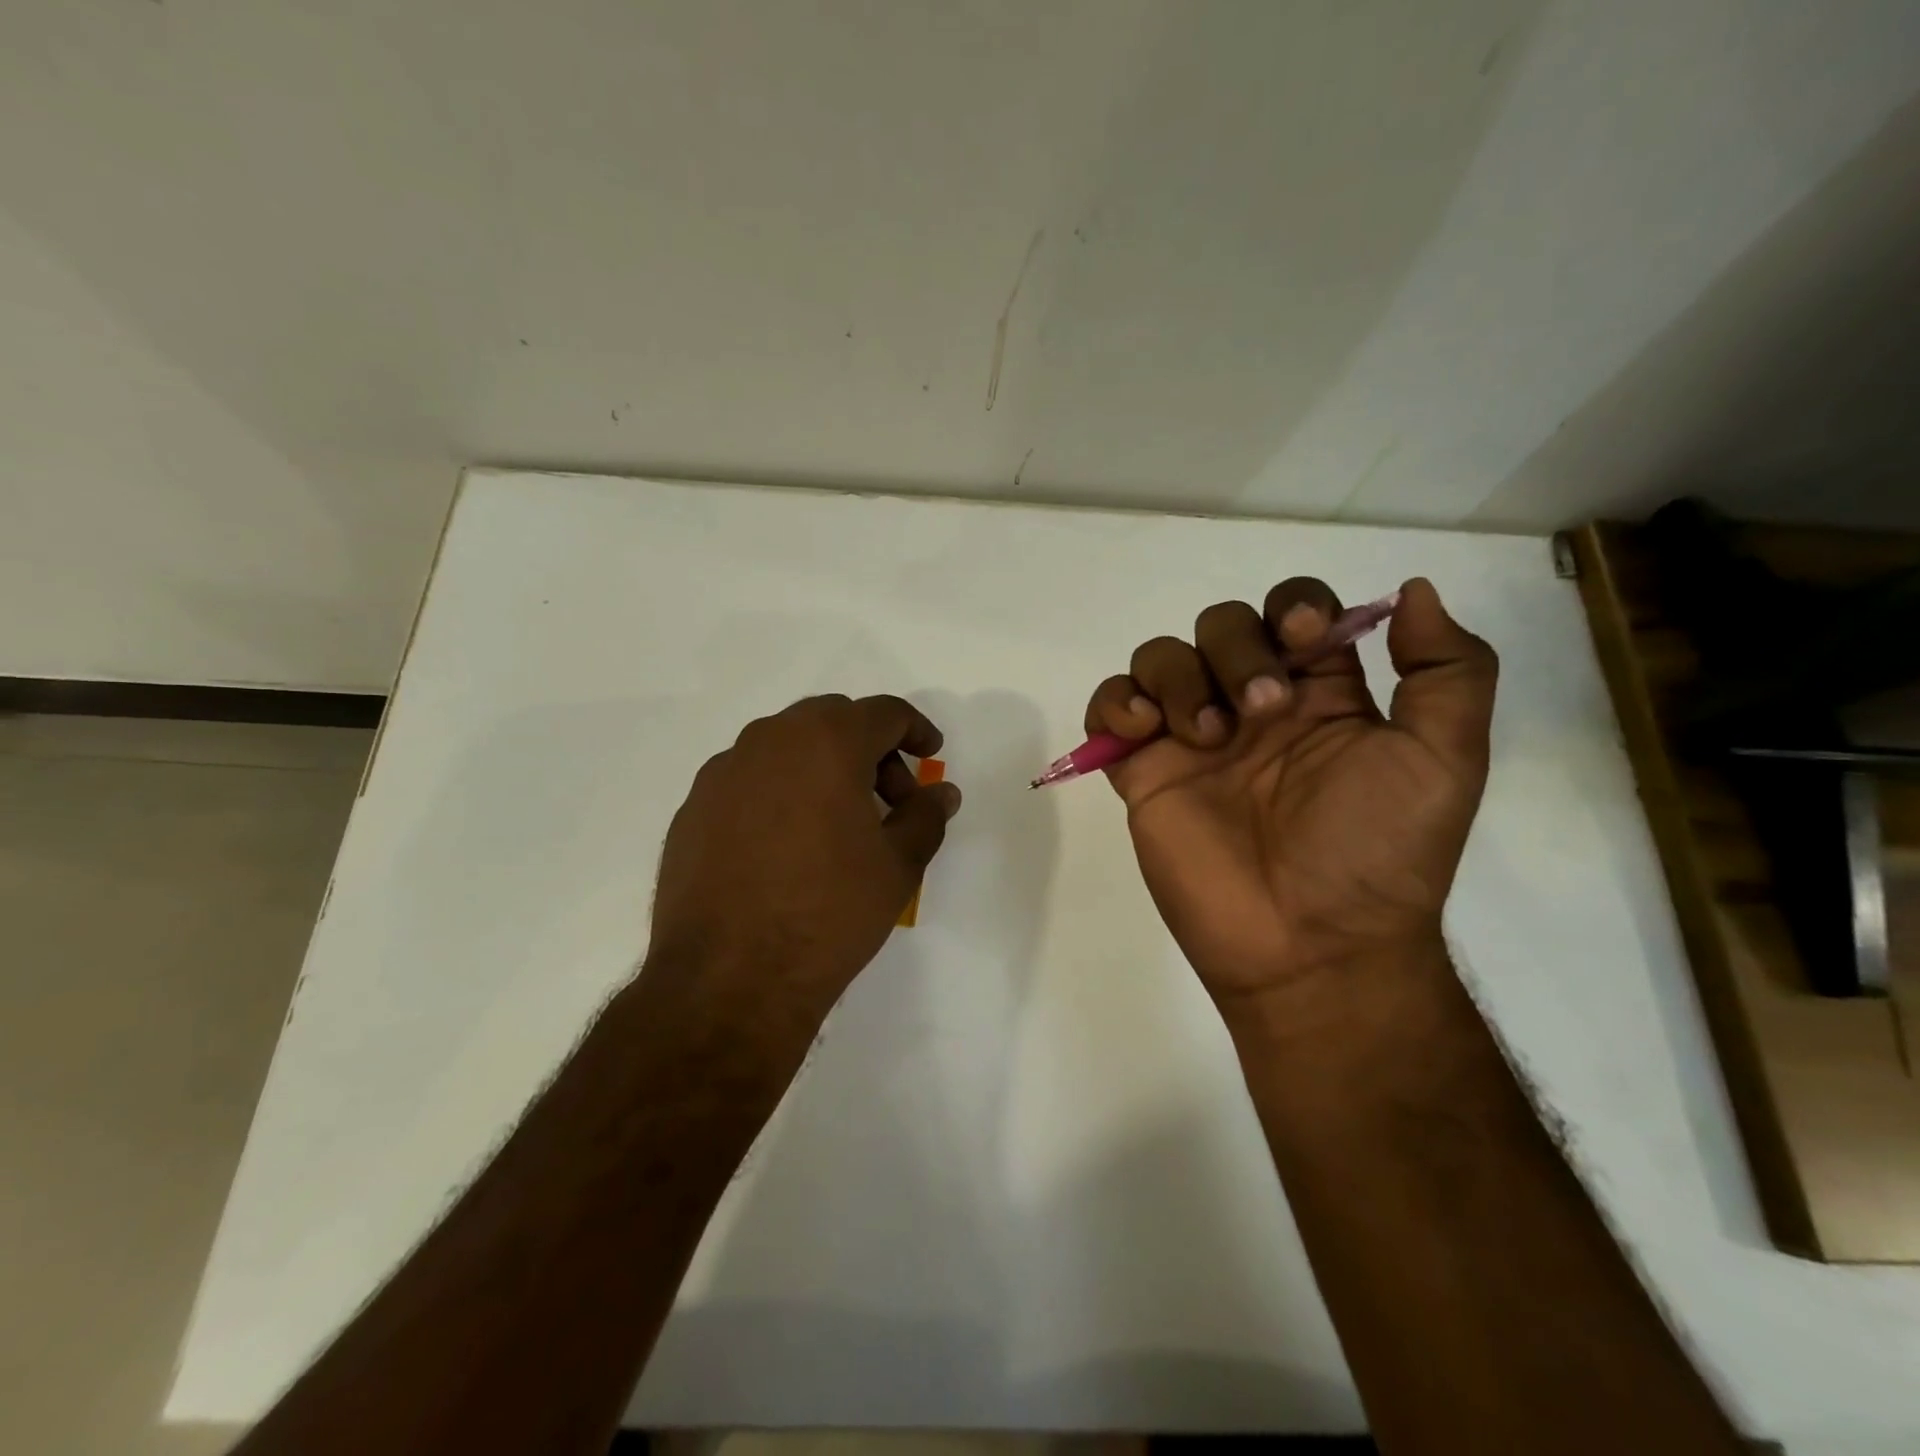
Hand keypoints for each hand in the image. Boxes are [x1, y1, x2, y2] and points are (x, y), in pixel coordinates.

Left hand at [646, 694, 960, 1021]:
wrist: (729, 979)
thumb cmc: (830, 913)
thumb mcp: (898, 866)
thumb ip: (925, 816)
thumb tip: (941, 792)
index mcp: (826, 742)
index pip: (883, 712)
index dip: (916, 729)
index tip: (931, 753)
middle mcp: (768, 741)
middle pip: (831, 720)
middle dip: (869, 748)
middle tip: (890, 798)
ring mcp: (722, 773)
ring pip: (785, 746)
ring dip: (822, 766)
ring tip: (837, 823)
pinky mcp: (692, 808)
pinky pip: (748, 780)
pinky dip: (779, 792)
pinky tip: (786, 845)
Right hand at [1085, 577, 1495, 1009]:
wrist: (1309, 944)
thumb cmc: (1376, 853)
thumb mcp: (1444, 759)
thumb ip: (1448, 670)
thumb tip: (1414, 590)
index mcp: (1320, 695)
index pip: (1294, 613)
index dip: (1293, 608)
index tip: (1303, 641)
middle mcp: (1250, 705)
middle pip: (1220, 624)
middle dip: (1236, 650)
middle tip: (1260, 713)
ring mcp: (1190, 738)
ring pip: (1161, 656)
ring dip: (1179, 679)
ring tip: (1204, 738)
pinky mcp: (1142, 771)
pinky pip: (1108, 707)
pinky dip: (1115, 702)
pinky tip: (1143, 732)